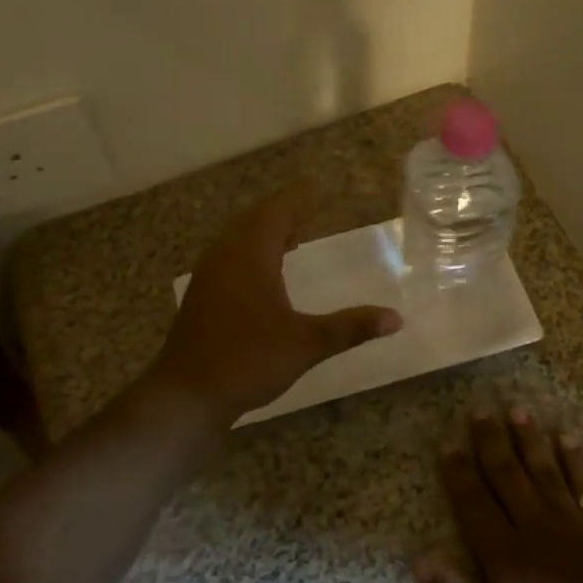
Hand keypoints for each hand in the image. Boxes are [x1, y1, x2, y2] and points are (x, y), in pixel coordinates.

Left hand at [150, 188, 401, 421]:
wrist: (187, 394)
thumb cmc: (248, 360)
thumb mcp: (306, 344)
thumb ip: (350, 328)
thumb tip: (396, 318)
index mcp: (251, 255)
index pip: (278, 211)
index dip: (299, 198)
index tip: (320, 189)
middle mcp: (225, 255)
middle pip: (255, 220)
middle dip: (283, 213)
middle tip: (310, 211)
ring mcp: (208, 275)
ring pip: (237, 239)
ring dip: (264, 233)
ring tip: (291, 238)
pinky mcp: (200, 295)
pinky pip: (228, 257)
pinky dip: (250, 253)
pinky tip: (263, 275)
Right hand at [415, 407, 582, 582]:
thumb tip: (419, 558)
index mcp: (502, 552)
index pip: (473, 500)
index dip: (458, 469)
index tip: (448, 441)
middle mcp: (533, 526)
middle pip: (506, 474)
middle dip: (490, 440)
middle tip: (479, 409)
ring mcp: (569, 522)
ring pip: (544, 470)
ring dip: (529, 439)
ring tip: (517, 409)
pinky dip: (577, 459)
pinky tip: (568, 436)